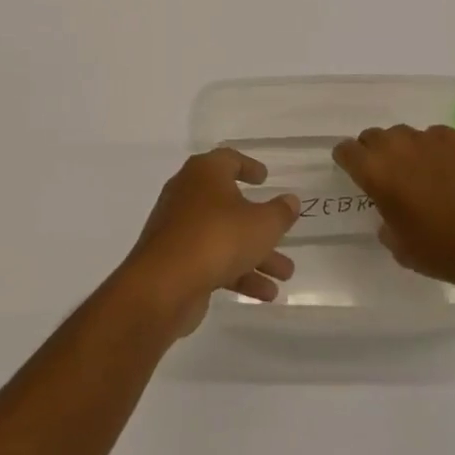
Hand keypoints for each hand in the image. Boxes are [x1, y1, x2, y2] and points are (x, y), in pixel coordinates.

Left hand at [115, 148, 297, 338]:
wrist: (165, 284)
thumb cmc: (218, 238)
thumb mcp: (262, 224)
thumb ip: (280, 212)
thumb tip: (290, 200)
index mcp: (205, 173)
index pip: (228, 159)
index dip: (248, 166)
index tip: (264, 178)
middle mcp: (188, 193)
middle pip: (229, 204)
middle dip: (260, 224)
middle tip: (283, 235)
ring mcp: (179, 227)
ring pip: (223, 235)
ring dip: (255, 254)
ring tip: (285, 275)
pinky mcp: (175, 258)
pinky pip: (212, 259)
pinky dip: (237, 271)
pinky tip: (265, 294)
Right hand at [333, 125, 454, 289]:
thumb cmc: (437, 249)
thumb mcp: (397, 244)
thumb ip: (384, 219)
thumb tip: (389, 210)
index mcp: (373, 170)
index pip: (345, 150)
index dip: (348, 160)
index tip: (355, 171)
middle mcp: (394, 145)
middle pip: (373, 137)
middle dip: (376, 152)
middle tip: (390, 174)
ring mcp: (426, 137)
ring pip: (404, 134)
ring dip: (405, 149)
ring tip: (422, 172)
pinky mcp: (454, 137)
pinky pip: (435, 136)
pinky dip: (436, 150)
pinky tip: (449, 171)